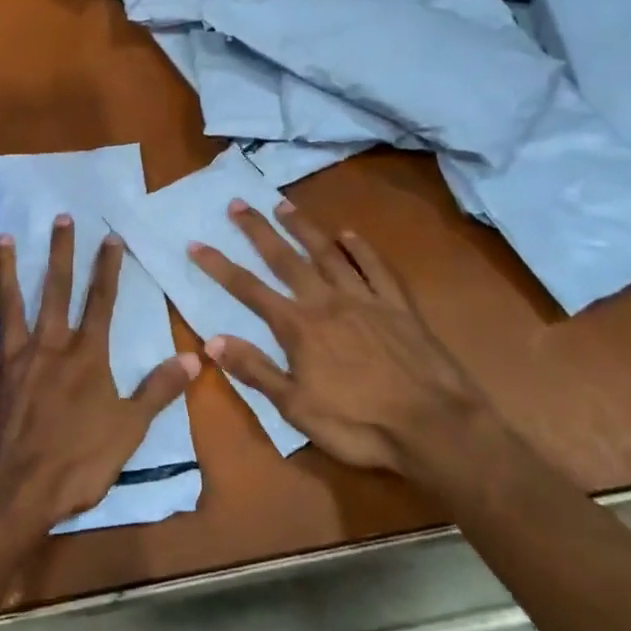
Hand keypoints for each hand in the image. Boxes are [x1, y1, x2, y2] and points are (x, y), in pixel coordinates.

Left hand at [0, 216, 200, 533]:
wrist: (11, 494)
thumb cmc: (75, 465)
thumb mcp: (129, 431)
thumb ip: (159, 391)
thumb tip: (196, 358)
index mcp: (85, 358)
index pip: (101, 302)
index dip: (107, 268)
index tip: (109, 236)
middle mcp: (47, 346)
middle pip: (55, 291)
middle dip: (60, 253)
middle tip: (59, 217)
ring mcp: (8, 359)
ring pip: (9, 304)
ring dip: (8, 269)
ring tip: (5, 236)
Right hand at [187, 201, 491, 479]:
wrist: (434, 426)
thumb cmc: (358, 424)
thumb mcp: (296, 408)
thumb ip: (255, 370)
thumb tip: (212, 340)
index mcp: (298, 327)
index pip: (249, 289)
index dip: (219, 266)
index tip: (196, 243)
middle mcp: (327, 301)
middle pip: (286, 259)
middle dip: (258, 230)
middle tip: (238, 204)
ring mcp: (365, 299)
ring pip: (328, 253)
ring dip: (304, 228)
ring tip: (284, 205)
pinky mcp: (398, 306)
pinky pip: (376, 268)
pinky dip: (361, 249)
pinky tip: (351, 235)